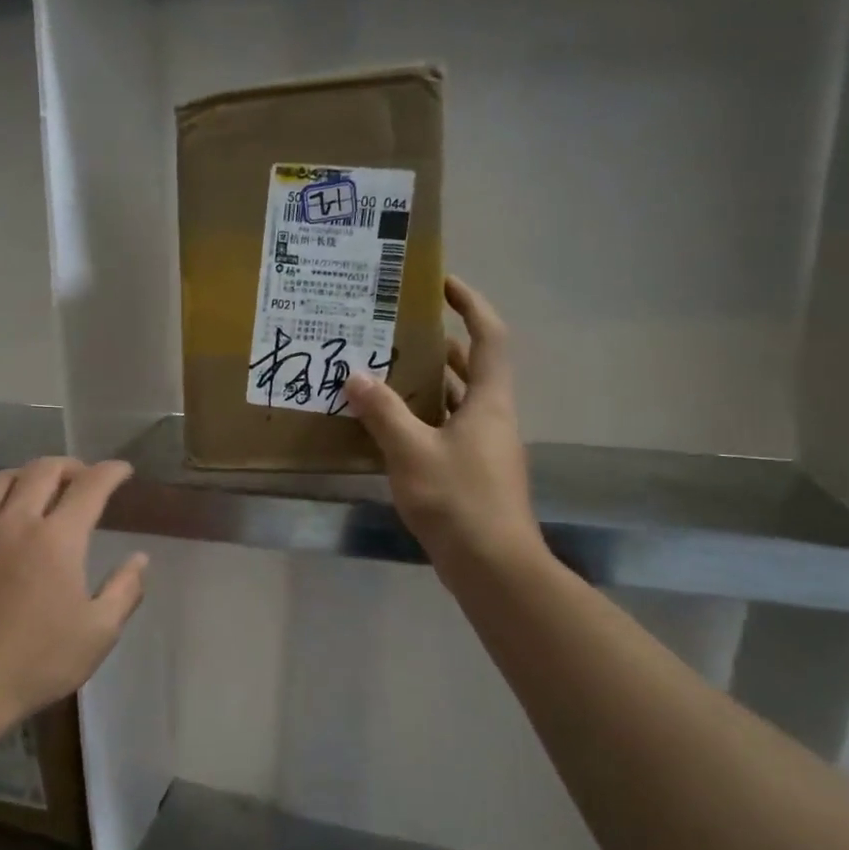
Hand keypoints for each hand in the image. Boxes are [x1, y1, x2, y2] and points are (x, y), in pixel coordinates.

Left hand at [0, 458, 148, 725]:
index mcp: (58, 539)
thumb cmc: (38, 662)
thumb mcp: (98, 633)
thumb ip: (124, 590)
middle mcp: (16, 523)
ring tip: (36, 486)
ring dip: (24, 474)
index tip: (123, 470)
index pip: (90, 486)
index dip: (111, 472)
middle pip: (42, 471)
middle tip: (83, 476)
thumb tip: (140, 558)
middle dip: (69, 465)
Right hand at [344, 276, 549, 580]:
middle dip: (439, 344)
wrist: (492, 566)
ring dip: (426, 384)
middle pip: (471, 367)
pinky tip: (387, 427)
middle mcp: (492, 417)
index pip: (489, 336)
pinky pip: (446, 431)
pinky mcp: (472, 474)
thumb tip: (356, 376)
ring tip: (383, 372)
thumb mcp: (412, 452)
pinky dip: (421, 420)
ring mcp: (484, 448)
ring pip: (456, 402)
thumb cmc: (458, 499)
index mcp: (489, 401)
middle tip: (396, 331)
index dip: (470, 304)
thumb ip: (382, 412)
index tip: (442, 283)